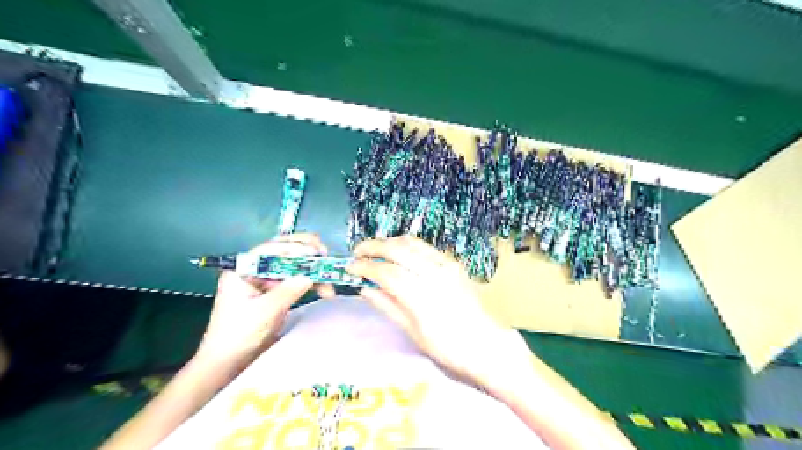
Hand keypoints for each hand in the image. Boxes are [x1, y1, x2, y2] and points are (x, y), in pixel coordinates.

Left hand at [195, 232, 333, 368]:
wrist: (227, 363)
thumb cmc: (238, 336)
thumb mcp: (264, 311)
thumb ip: (287, 291)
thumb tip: (310, 276)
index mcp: (242, 270)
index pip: (270, 250)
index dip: (294, 247)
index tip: (315, 251)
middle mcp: (254, 271)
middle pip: (282, 253)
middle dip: (305, 251)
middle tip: (324, 253)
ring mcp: (265, 282)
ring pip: (292, 267)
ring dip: (312, 270)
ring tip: (329, 275)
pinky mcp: (274, 293)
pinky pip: (295, 281)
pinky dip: (310, 283)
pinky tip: (324, 289)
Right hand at [349, 236, 517, 382]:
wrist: (486, 345)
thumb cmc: (448, 348)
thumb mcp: (413, 332)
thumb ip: (388, 306)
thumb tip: (365, 289)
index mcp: (423, 297)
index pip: (386, 272)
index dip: (365, 267)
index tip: (350, 268)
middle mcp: (435, 274)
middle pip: (398, 249)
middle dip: (373, 246)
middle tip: (357, 252)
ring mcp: (447, 265)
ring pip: (412, 243)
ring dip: (389, 242)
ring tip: (374, 249)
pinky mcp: (453, 263)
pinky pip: (425, 247)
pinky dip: (407, 246)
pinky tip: (398, 253)